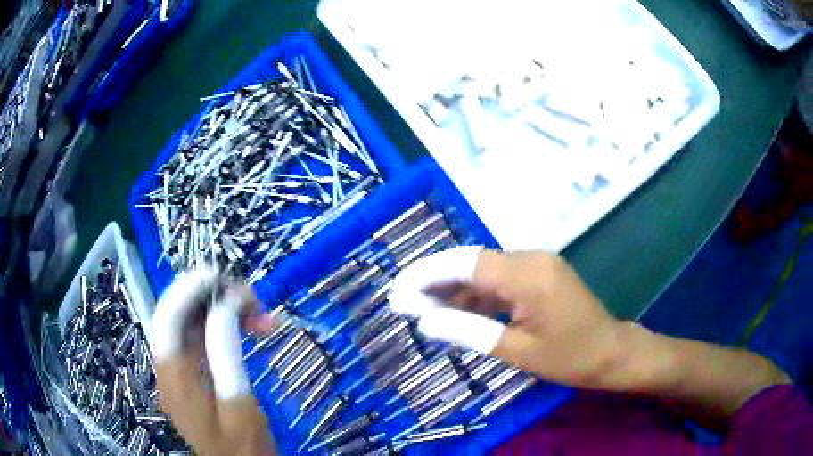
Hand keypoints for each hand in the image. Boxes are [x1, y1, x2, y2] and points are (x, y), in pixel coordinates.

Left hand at [150, 269, 276, 455]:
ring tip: (259, 316)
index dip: (187, 289)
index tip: (220, 275)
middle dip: (210, 299)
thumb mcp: (239, 403)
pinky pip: (199, 342)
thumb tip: (224, 307)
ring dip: (220, 313)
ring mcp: (178, 374)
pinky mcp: (189, 378)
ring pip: (190, 327)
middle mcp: (168, 370)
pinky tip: (245, 330)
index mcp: (175, 378)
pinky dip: (220, 330)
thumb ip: (225, 355)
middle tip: (252, 298)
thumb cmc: (244, 446)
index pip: (167, 318)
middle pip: (177, 318)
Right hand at [389, 247, 789, 418]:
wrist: (612, 352)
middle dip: (433, 282)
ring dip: (452, 290)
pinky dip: (475, 295)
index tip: (397, 290)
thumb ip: (469, 331)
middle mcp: (530, 258)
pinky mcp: (538, 276)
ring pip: (483, 272)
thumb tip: (425, 323)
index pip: (465, 264)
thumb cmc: (571, 356)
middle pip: (471, 263)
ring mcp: (536, 265)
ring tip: (419, 310)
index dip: (427, 275)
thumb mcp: (518, 351)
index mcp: (527, 274)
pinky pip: (499, 281)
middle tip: (401, 302)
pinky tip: (454, 310)